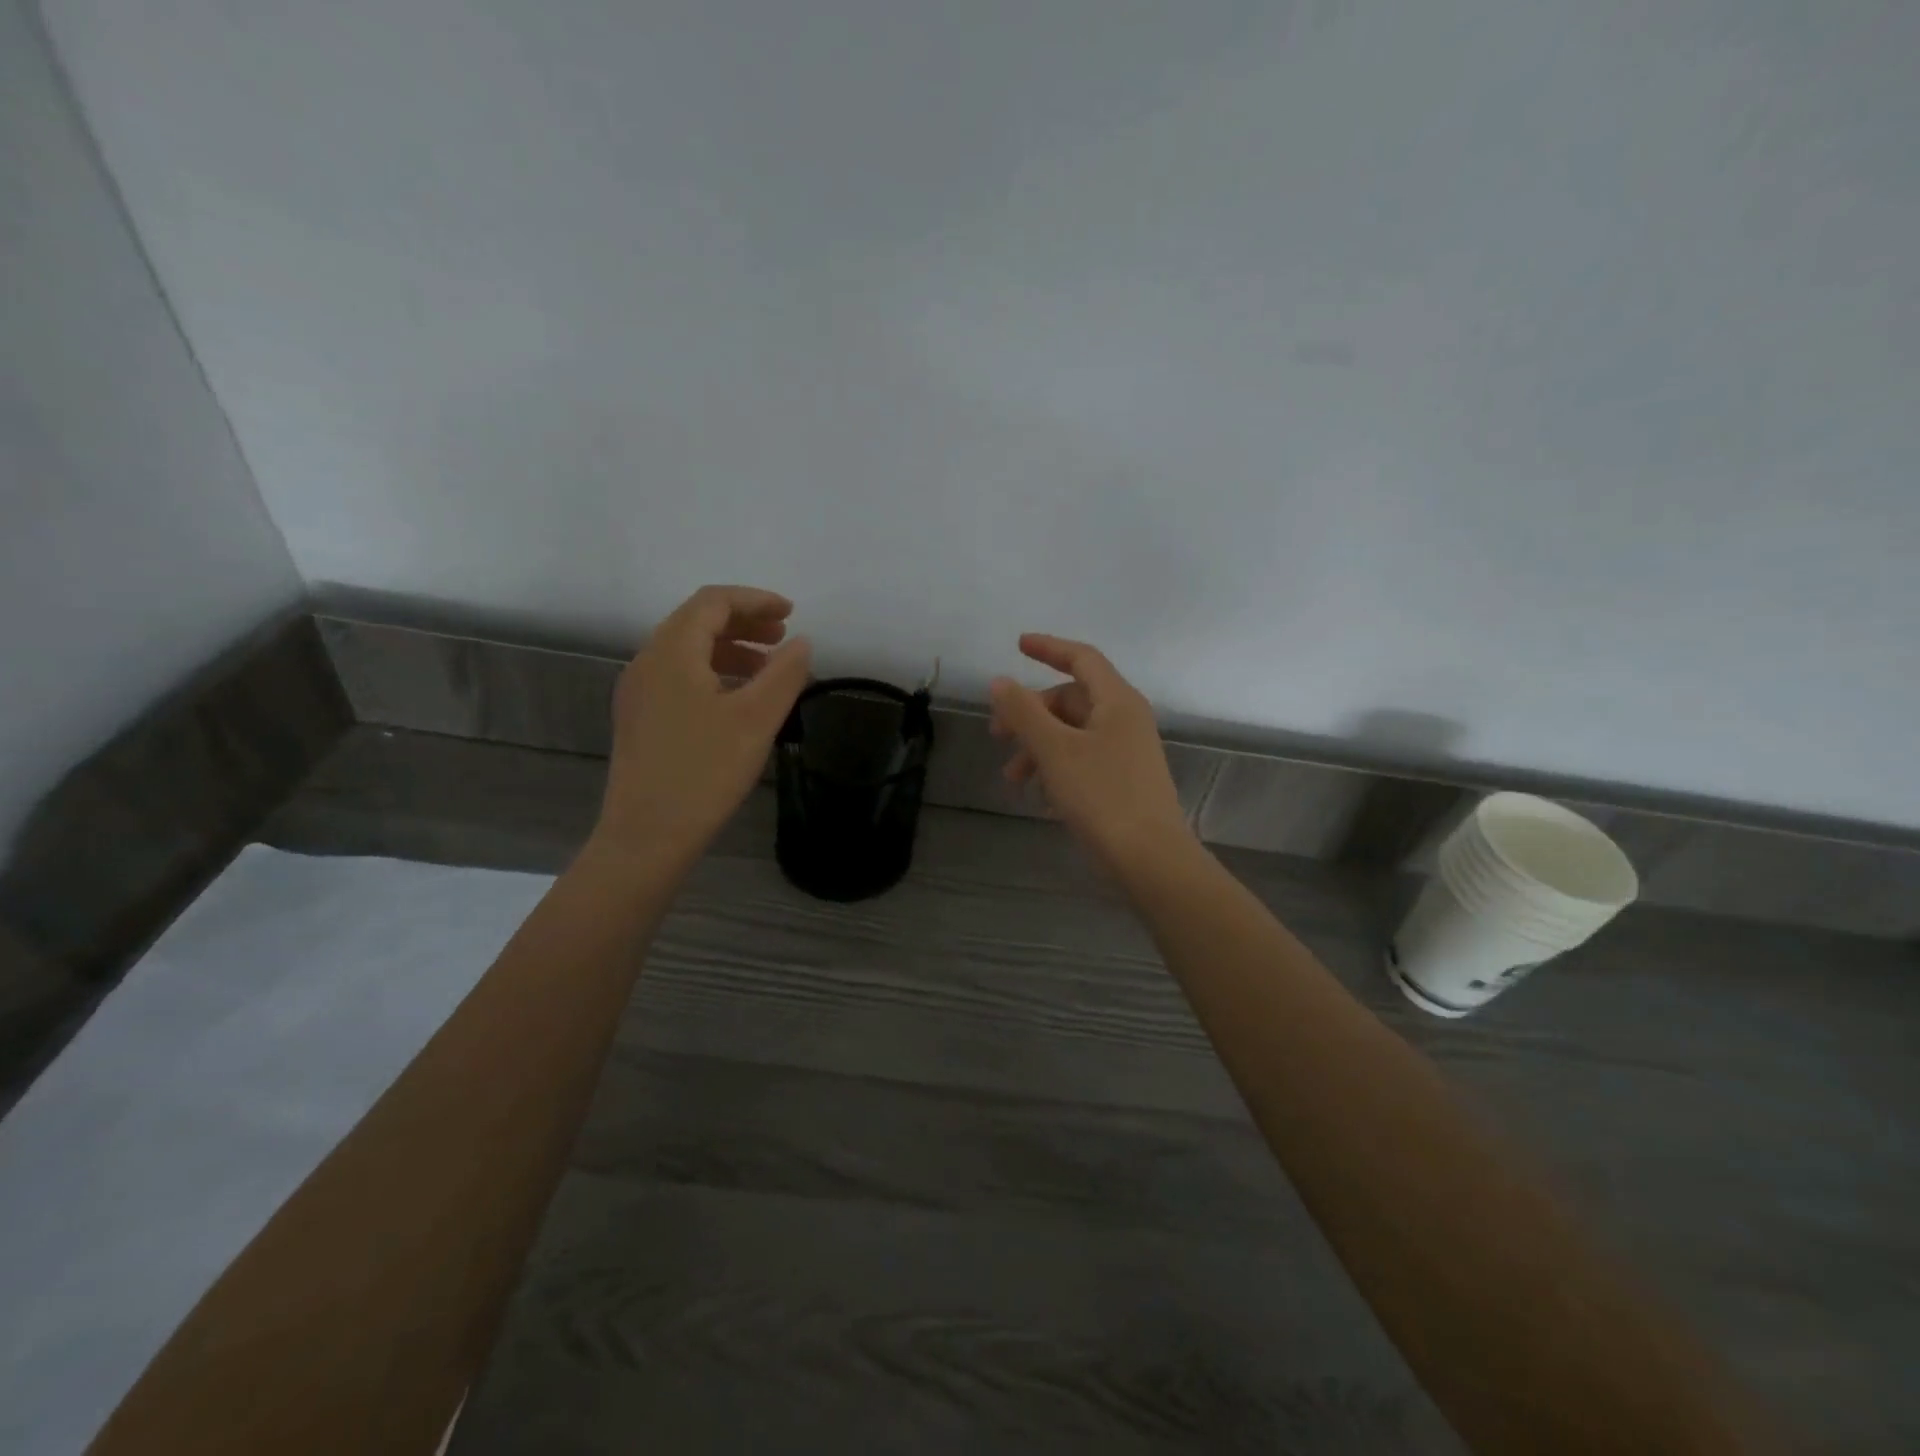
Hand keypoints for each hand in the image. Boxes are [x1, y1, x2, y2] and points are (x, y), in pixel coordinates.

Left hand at [595, 585, 811, 861]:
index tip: (792, 613)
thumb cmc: (705, 772)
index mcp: (671, 652)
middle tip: (783, 636)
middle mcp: (647, 662)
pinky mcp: (640, 718)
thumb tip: (802, 642)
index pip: (713, 602)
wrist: (647, 835)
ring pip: (687, 650)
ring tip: (768, 667)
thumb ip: (784, 673)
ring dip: (730, 648)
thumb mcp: (757, 719)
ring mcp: (639, 692)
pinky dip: (713, 672)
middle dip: (743, 621)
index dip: (755, 600)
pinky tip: (737, 699)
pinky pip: (679, 676)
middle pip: (696, 621)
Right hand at [989, 634, 1194, 874]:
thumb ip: (1024, 712)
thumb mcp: (1055, 750)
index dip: (1049, 648)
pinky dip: (1057, 767)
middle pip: (1072, 699)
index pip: (1082, 658)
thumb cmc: (1102, 795)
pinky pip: (1083, 759)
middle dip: (1031, 714)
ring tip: (1013, 778)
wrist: (1150, 858)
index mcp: (1117, 701)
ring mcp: (1128, 751)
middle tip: (998, 735)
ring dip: (1039, 747)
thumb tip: (1000, 681)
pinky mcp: (1125, 781)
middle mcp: (1126, 719)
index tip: (1017, 645)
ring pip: (1074, 733)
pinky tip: (1041, 796)